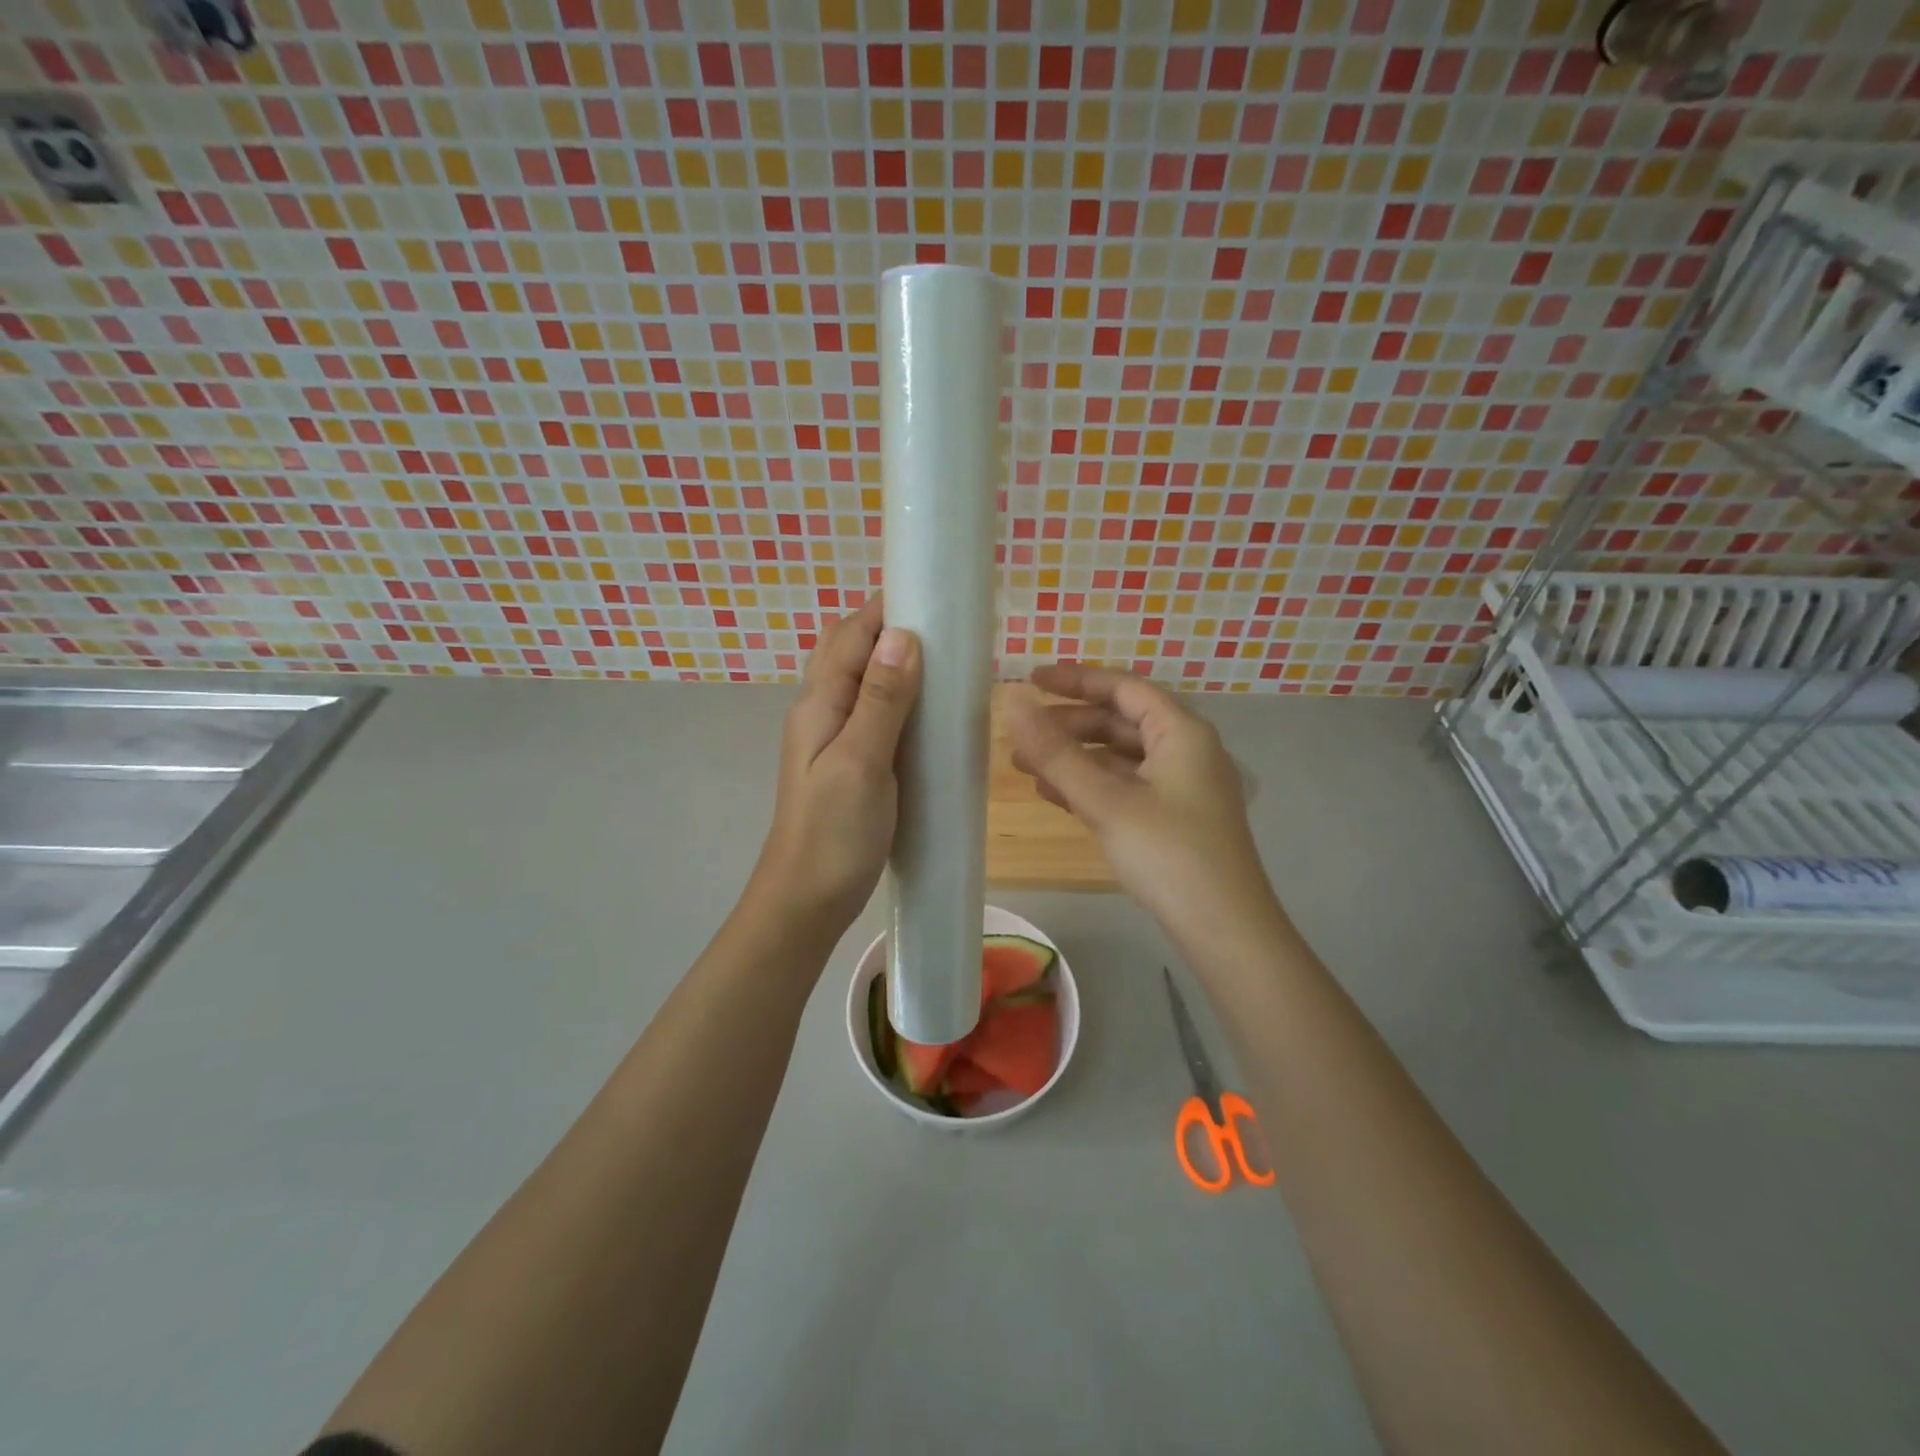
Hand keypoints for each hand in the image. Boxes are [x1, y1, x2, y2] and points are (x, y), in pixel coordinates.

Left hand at [752, 597, 921, 930]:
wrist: (806, 899)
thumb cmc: (833, 833)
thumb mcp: (861, 762)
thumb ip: (881, 700)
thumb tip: (903, 634)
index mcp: (820, 703)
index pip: (852, 634)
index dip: (888, 607)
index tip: (936, 593)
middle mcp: (822, 711)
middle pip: (851, 651)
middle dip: (892, 628)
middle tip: (947, 626)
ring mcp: (834, 738)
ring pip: (863, 682)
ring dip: (897, 662)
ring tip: (947, 659)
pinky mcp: (851, 763)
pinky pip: (875, 714)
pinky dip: (900, 698)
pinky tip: (930, 710)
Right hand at [1003, 664, 1279, 940]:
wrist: (1224, 930)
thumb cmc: (1167, 854)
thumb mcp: (1105, 800)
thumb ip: (1056, 752)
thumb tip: (1013, 702)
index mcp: (1181, 732)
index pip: (1123, 687)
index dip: (1075, 680)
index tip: (1030, 680)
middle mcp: (1186, 750)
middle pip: (1120, 721)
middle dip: (1068, 725)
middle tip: (1021, 736)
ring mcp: (1182, 787)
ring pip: (1120, 757)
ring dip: (1074, 758)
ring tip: (1026, 768)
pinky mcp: (1174, 818)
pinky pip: (1126, 786)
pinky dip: (1091, 785)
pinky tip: (1056, 796)